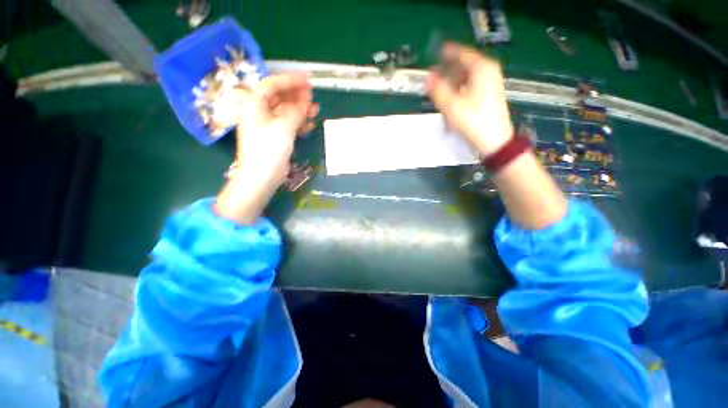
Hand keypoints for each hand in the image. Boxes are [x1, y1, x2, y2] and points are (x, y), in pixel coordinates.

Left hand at [235, 72, 318, 188]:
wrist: (260, 178)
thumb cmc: (269, 151)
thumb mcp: (283, 128)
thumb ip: (295, 111)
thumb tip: (305, 102)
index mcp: (255, 104)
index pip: (272, 84)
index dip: (290, 80)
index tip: (308, 80)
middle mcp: (259, 112)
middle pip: (279, 97)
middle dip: (296, 95)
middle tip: (313, 95)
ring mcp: (266, 125)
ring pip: (284, 111)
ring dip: (300, 109)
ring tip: (315, 110)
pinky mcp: (273, 137)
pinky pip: (287, 124)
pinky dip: (298, 123)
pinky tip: (310, 125)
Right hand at [427, 43, 513, 156]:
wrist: (494, 140)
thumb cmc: (473, 120)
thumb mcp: (451, 105)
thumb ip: (437, 89)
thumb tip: (428, 77)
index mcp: (481, 68)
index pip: (460, 53)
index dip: (446, 53)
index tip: (434, 54)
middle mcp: (488, 71)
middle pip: (463, 66)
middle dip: (447, 73)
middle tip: (433, 80)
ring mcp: (490, 83)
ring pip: (466, 78)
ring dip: (452, 85)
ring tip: (441, 95)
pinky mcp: (489, 95)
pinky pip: (470, 87)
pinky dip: (459, 92)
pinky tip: (452, 103)